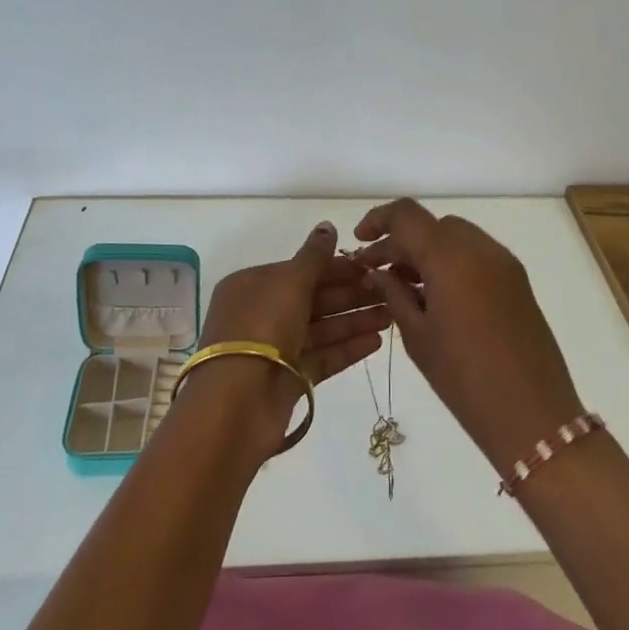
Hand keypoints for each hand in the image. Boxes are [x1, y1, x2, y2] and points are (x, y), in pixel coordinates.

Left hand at [193, 221, 391, 447]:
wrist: (237, 403)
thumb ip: (313, 256)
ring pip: (321, 328)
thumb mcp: (289, 282)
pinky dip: (347, 348)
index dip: (337, 268)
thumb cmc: (261, 328)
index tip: (373, 267)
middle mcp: (261, 314)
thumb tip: (328, 226)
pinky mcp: (288, 379)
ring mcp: (274, 349)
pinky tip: (376, 342)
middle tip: (391, 291)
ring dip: (355, 320)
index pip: (301, 270)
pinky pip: (322, 357)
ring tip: (392, 316)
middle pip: (313, 299)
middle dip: (351, 295)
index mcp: (252, 285)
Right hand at [353, 200, 586, 473]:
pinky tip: (437, 296)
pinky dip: (452, 262)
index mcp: (451, 258)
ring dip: (428, 251)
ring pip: (457, 237)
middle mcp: (480, 248)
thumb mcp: (418, 337)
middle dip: (403, 241)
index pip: (407, 215)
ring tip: (406, 286)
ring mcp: (504, 263)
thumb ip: (394, 294)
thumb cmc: (464, 379)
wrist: (533, 416)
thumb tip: (377, 271)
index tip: (361, 242)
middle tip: (380, 271)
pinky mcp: (518, 281)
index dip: (379, 220)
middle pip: (433, 225)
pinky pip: (477, 255)